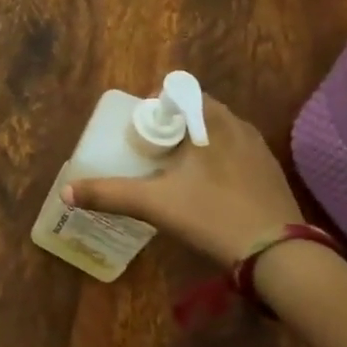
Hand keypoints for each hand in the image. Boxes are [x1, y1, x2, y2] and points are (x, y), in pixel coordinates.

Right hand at [64, 96, 301, 266]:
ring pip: (218, 133)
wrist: (279, 256)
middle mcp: (238, 126)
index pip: (179, 90)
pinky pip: (236, 153)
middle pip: (197, 111)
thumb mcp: (153, 204)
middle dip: (172, 126)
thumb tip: (67, 192)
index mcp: (211, 121)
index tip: (141, 129)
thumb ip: (108, 194)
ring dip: (195, 144)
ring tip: (175, 172)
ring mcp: (259, 150)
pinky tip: (206, 191)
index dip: (156, 104)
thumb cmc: (212, 215)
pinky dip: (216, 161)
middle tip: (151, 152)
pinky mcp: (271, 174)